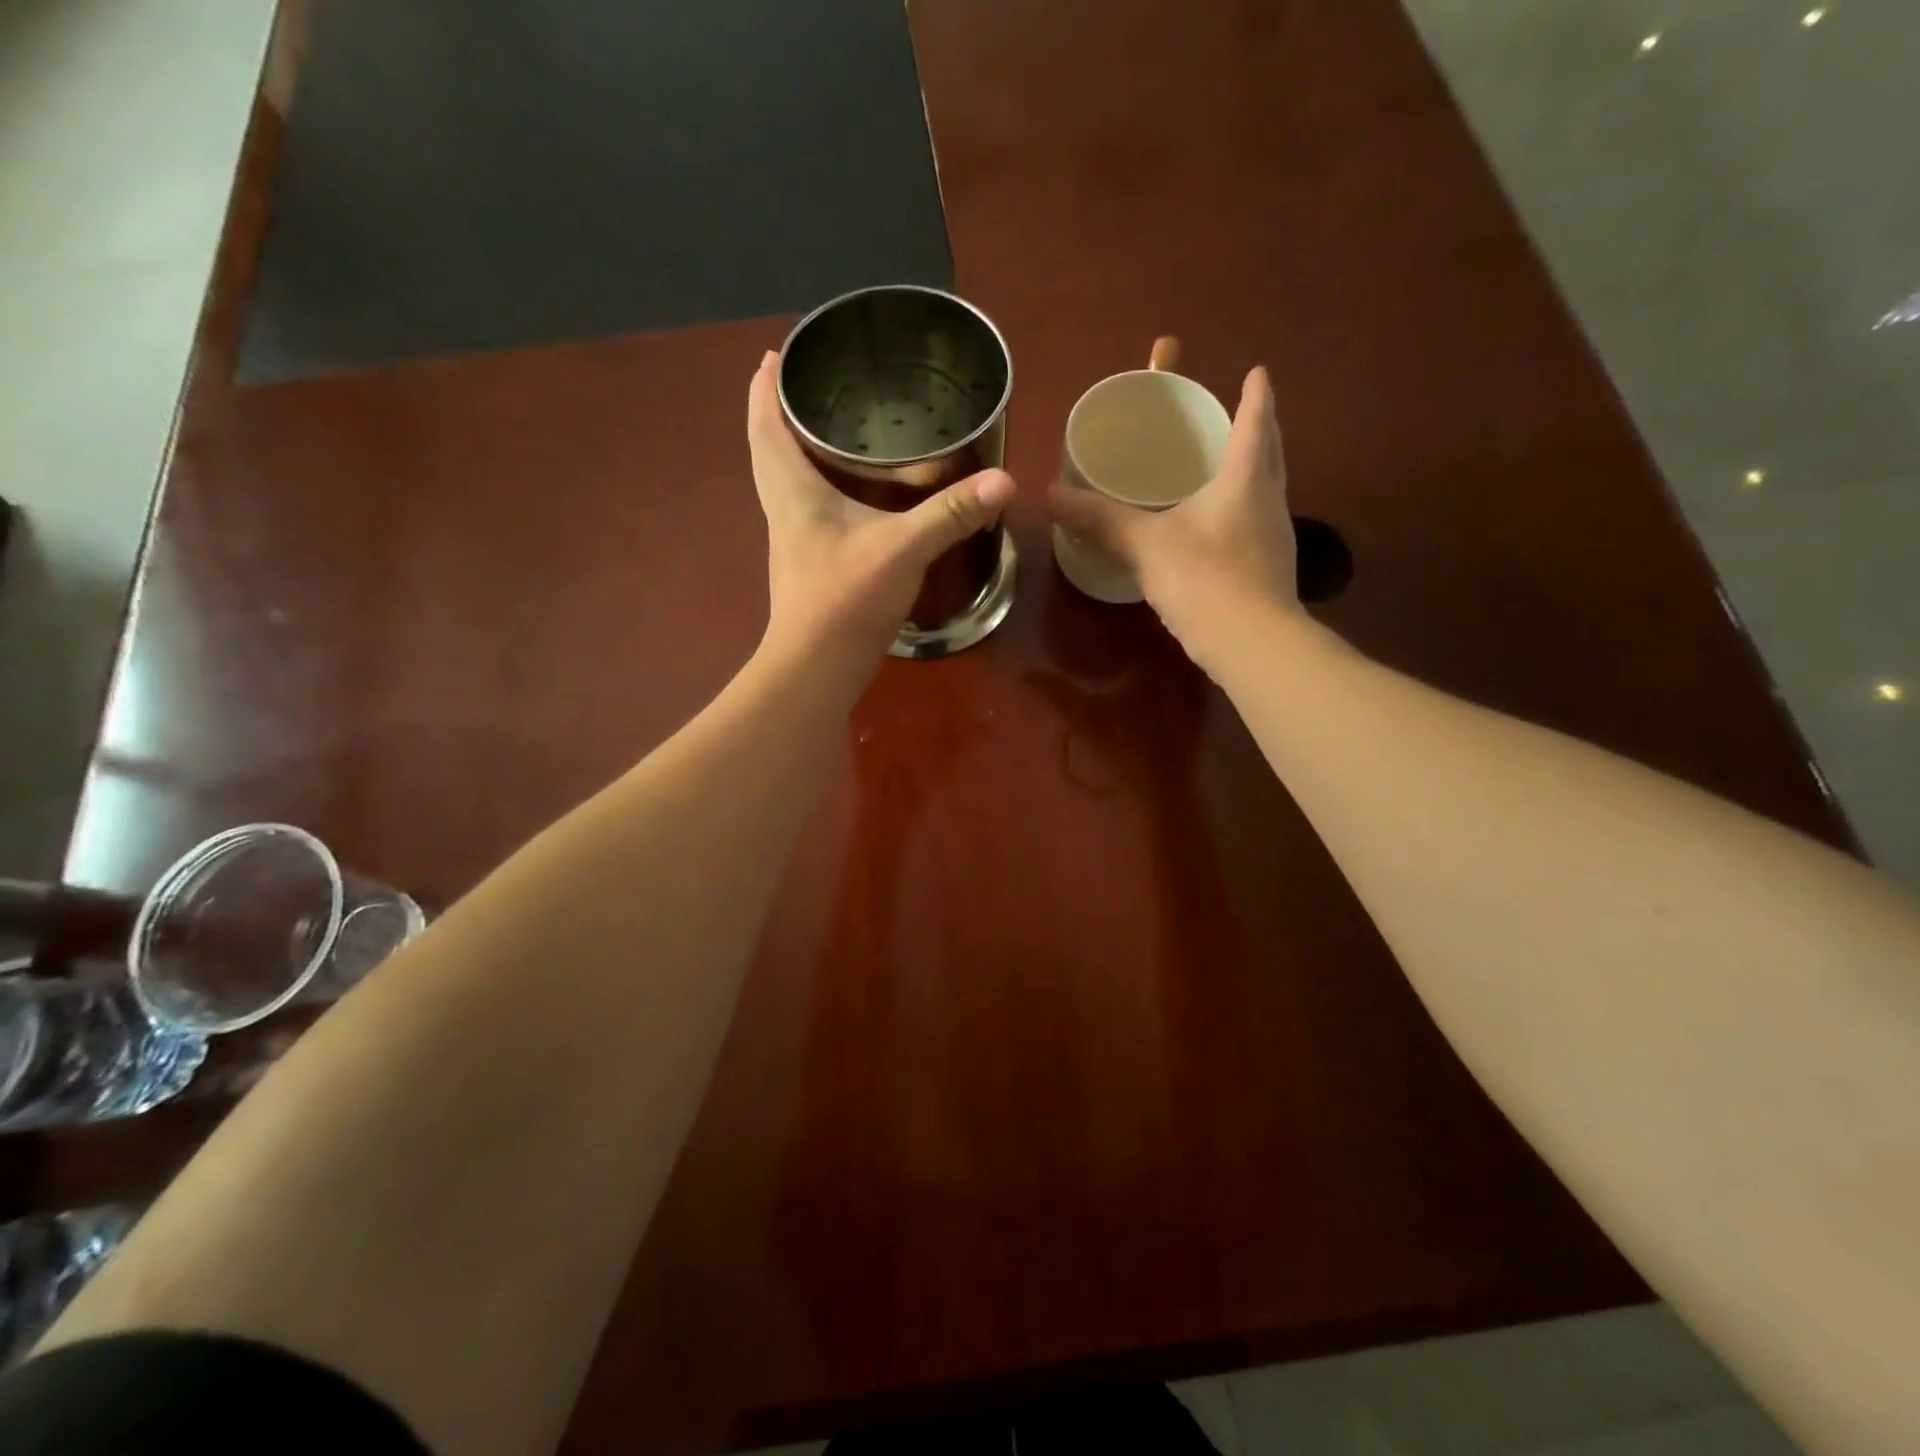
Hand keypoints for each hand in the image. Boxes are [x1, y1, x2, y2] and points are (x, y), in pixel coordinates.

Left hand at [747, 351, 1015, 671]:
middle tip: (805, 385)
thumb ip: (951, 514)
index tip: (773, 356)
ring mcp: (792, 540)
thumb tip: (1003, 481)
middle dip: (775, 413)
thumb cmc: (846, 599)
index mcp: (793, 491)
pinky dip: (815, 486)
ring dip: (793, 450)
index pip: (765, 426)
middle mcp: (783, 509)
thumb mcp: (903, 548)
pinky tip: (846, 493)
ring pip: (782, 481)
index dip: (765, 389)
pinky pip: (802, 508)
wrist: (817, 666)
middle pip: (767, 450)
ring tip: (824, 428)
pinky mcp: (807, 564)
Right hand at [1047, 367, 1299, 669]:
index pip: (1256, 421)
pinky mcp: (1270, 570)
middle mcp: (1270, 500)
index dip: (1256, 394)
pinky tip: (1217, 528)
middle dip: (1258, 429)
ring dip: (1252, 471)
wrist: (1252, 644)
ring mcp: (1275, 538)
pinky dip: (1241, 511)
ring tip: (1225, 467)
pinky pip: (1256, 524)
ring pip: (1266, 490)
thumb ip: (1099, 518)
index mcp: (1246, 478)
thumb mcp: (1144, 544)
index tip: (1258, 371)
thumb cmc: (1203, 579)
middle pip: (1270, 452)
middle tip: (1236, 416)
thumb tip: (1051, 495)